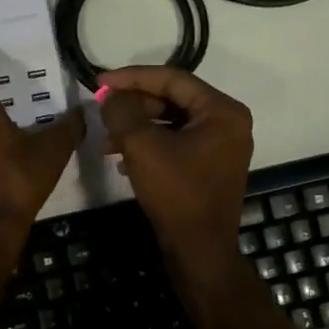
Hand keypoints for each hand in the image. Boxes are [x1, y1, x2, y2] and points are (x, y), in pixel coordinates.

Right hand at [97, 65, 254, 259]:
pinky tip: (123, 161)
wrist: (199, 251)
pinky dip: (150, 146)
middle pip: (173, 100)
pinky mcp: (210, 167)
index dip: (132, 77)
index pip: (172, 79)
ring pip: (172, 123)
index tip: (99, 82)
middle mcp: (228, 123)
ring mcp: (222, 147)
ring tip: (106, 141)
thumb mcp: (142, 146)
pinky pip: (177, 144)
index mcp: (222, 111)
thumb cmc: (176, 193)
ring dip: (138, 128)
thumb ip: (123, 112)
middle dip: (134, 106)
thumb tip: (111, 96)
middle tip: (103, 111)